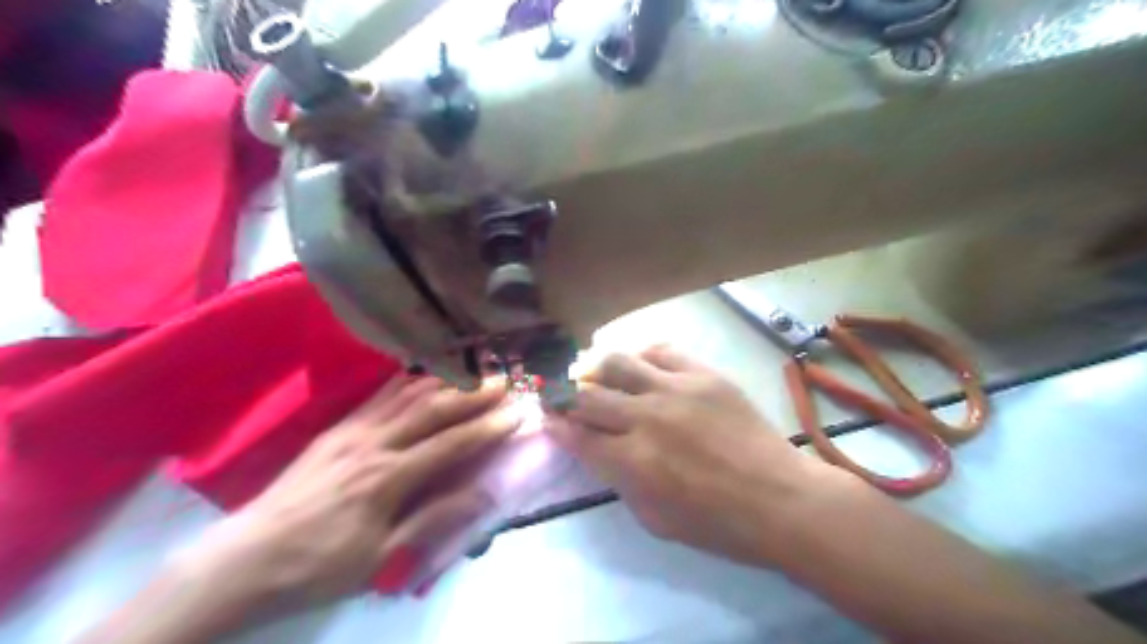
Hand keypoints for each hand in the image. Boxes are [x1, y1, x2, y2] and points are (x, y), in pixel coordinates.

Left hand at [179, 379, 520, 613]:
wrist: (247, 557)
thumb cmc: (320, 563)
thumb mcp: (381, 558)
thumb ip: (433, 520)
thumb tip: (482, 494)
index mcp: (388, 477)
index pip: (450, 443)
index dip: (487, 427)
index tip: (516, 413)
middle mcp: (374, 443)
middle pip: (433, 408)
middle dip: (473, 393)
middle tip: (504, 380)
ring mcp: (353, 429)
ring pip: (407, 394)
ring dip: (445, 381)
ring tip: (473, 371)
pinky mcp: (338, 427)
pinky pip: (379, 395)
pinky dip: (408, 381)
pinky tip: (423, 375)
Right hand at [545, 347, 838, 562]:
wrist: (779, 499)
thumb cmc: (716, 523)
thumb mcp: (654, 519)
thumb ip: (619, 479)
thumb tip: (598, 449)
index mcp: (632, 462)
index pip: (577, 434)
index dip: (556, 424)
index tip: (548, 417)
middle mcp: (646, 418)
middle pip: (588, 396)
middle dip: (566, 395)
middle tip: (563, 394)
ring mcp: (675, 390)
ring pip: (617, 362)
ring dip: (597, 368)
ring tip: (595, 372)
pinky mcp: (703, 374)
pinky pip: (661, 351)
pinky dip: (642, 356)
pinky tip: (639, 365)